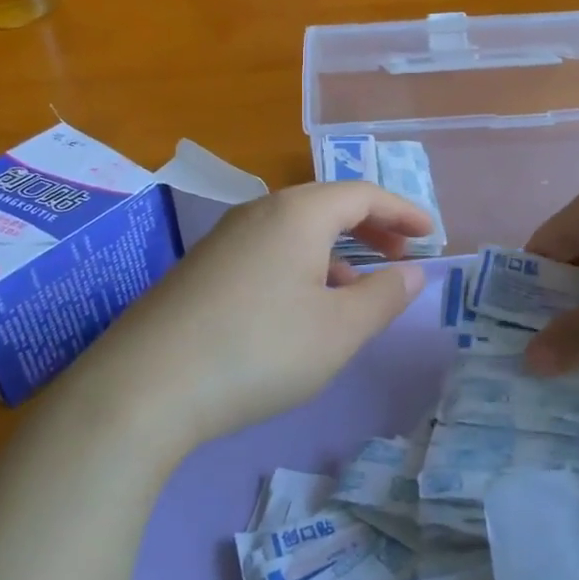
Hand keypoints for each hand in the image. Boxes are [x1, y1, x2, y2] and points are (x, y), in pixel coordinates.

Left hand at [75, 183, 433, 450]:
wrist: (146, 385)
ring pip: (295, 231)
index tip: (432, 234)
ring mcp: (225, 238)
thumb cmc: (260, 349)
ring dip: (335, 251)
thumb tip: (413, 271)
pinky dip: (301, 266)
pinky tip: (302, 307)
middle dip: (371, 227)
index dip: (403, 211)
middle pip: (327, 206)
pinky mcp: (203, 268)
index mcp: (298, 213)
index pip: (362, 194)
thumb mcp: (338, 329)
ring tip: (357, 288)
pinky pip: (268, 251)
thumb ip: (383, 295)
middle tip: (401, 255)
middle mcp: (260, 212)